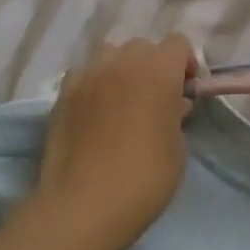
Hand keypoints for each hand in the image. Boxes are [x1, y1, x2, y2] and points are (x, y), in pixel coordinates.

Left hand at [34, 35, 195, 249]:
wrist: (84, 206)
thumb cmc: (144, 178)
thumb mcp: (178, 149)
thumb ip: (176, 116)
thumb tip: (172, 105)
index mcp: (160, 70)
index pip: (178, 43)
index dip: (184, 63)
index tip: (184, 90)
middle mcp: (124, 60)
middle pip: (143, 47)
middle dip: (152, 66)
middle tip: (154, 99)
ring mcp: (90, 73)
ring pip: (111, 54)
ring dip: (121, 69)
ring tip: (121, 101)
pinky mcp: (64, 92)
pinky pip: (85, 73)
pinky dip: (94, 83)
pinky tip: (94, 111)